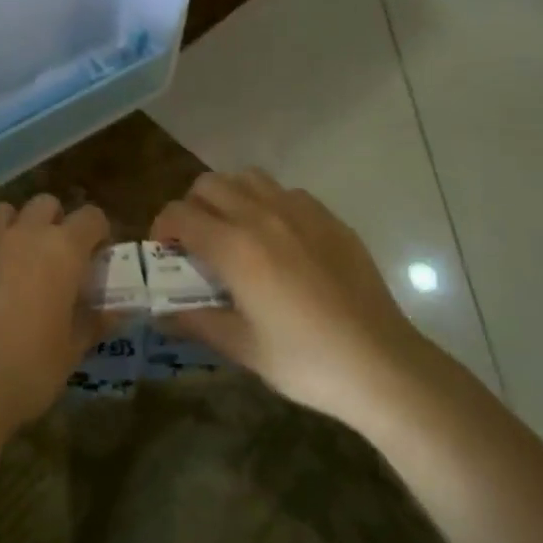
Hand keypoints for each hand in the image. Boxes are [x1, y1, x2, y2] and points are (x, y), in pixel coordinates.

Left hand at [0, 194, 109, 433]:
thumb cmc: (29, 369)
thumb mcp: (72, 351)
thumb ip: (94, 322)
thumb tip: (114, 312)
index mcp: (63, 250)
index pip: (91, 217)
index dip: (97, 232)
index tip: (97, 254)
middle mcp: (25, 233)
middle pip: (45, 204)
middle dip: (55, 222)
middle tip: (56, 257)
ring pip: (5, 211)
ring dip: (16, 227)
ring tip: (16, 259)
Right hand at [151, 170, 438, 425]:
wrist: (382, 365)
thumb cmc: (305, 361)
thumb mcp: (242, 347)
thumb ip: (196, 321)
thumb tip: (160, 313)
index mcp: (234, 247)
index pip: (179, 214)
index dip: (163, 228)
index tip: (166, 253)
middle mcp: (261, 216)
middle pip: (208, 184)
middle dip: (192, 207)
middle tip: (198, 242)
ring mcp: (299, 211)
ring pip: (247, 177)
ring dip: (229, 196)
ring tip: (236, 231)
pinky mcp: (329, 218)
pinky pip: (285, 192)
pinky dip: (268, 203)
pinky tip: (280, 240)